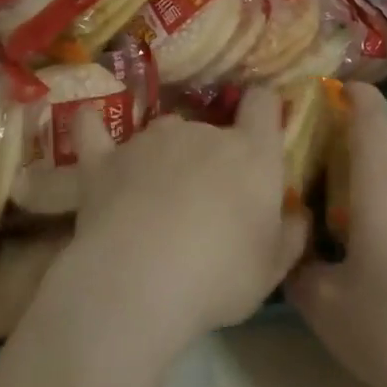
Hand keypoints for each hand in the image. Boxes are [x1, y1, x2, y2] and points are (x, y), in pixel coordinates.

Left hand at [62, 88, 308, 352]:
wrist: (138, 282)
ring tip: (156, 201)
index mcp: (250, 153)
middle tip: (205, 204)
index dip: (262, 110)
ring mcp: (149, 141)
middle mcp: (202, 133)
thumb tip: (299, 215)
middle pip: (211, 128)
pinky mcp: (105, 160)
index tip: (260, 126)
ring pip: (164, 134)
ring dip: (166, 156)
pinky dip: (93, 128)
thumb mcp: (270, 270)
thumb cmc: (218, 276)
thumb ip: (289, 236)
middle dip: (211, 157)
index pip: (262, 104)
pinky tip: (88, 121)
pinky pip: (95, 131)